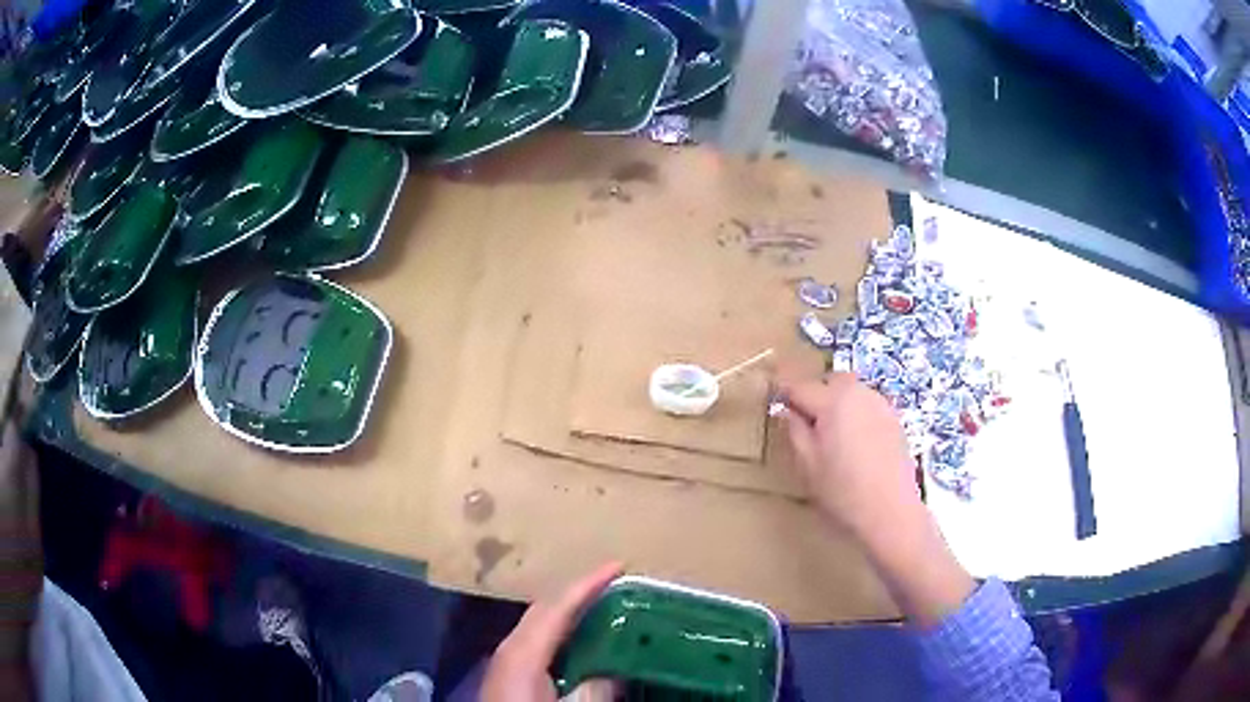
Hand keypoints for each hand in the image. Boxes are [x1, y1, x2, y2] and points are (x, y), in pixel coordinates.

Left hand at [480, 562, 622, 701]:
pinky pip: (540, 638)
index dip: (589, 583)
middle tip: (617, 583)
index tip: (618, 565)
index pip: (558, 605)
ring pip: (542, 622)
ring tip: (606, 606)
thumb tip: (615, 672)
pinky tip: (581, 641)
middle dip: (581, 592)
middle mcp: (512, 645)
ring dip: (572, 611)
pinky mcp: (510, 673)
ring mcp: (507, 658)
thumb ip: (594, 689)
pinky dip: (563, 630)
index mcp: (522, 649)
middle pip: (548, 607)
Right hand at [778, 374, 973, 625]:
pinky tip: (854, 442)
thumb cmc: (843, 491)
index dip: (784, 393)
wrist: (891, 512)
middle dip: (815, 392)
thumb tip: (788, 410)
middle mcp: (859, 393)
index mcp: (833, 401)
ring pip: (852, 390)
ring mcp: (880, 404)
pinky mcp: (894, 419)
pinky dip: (856, 413)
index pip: (800, 387)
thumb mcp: (808, 465)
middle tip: (804, 420)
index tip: (774, 403)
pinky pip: (868, 404)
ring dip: (837, 401)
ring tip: (831, 433)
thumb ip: (795, 431)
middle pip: (831, 380)